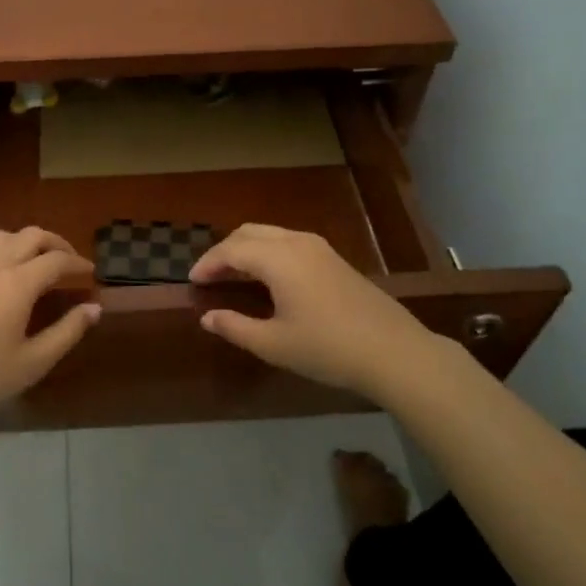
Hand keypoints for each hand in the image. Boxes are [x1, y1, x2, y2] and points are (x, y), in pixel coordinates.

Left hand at [0, 227, 99, 434]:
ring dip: (25, 242)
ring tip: (37, 264)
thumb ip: (67, 331)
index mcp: (16, 284)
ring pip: (1, 238)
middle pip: (29, 236)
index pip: (55, 260)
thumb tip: (94, 308)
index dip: (77, 264)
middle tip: (69, 263)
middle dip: (55, 244)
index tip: (91, 273)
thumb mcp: (33, 362)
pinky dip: (2, 256)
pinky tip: (3, 284)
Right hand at [189, 223, 446, 401]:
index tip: (192, 281)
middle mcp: (297, 242)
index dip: (208, 264)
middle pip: (249, 233)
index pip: (231, 250)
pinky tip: (267, 278)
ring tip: (233, 276)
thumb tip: (208, 317)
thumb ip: (235, 327)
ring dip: (247, 249)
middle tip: (209, 276)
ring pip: (271, 234)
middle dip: (224, 251)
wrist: (394, 351)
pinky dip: (268, 252)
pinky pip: (288, 242)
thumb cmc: (327, 348)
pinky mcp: (334, 259)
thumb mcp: (274, 344)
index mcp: (278, 258)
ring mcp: (320, 248)